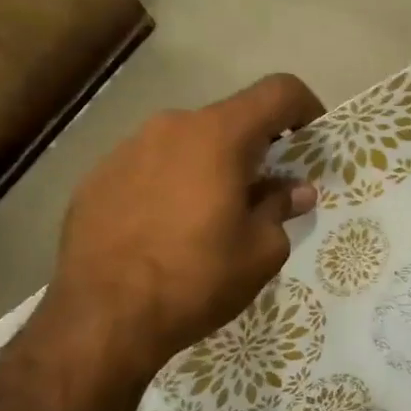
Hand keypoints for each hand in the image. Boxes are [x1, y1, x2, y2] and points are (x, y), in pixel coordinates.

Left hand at [48, 73, 324, 376]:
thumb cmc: (197, 279)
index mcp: (218, 135)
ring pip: (187, 144)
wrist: (101, 318)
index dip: (306, 108)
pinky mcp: (96, 177)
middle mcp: (171, 127)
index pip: (278, 92)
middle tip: (265, 194)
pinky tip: (166, 231)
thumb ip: (281, 208)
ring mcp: (127, 148)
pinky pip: (150, 167)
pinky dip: (171, 185)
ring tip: (211, 218)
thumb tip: (295, 191)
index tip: (313, 142)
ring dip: (211, 167)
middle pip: (230, 120)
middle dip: (256, 149)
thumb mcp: (260, 251)